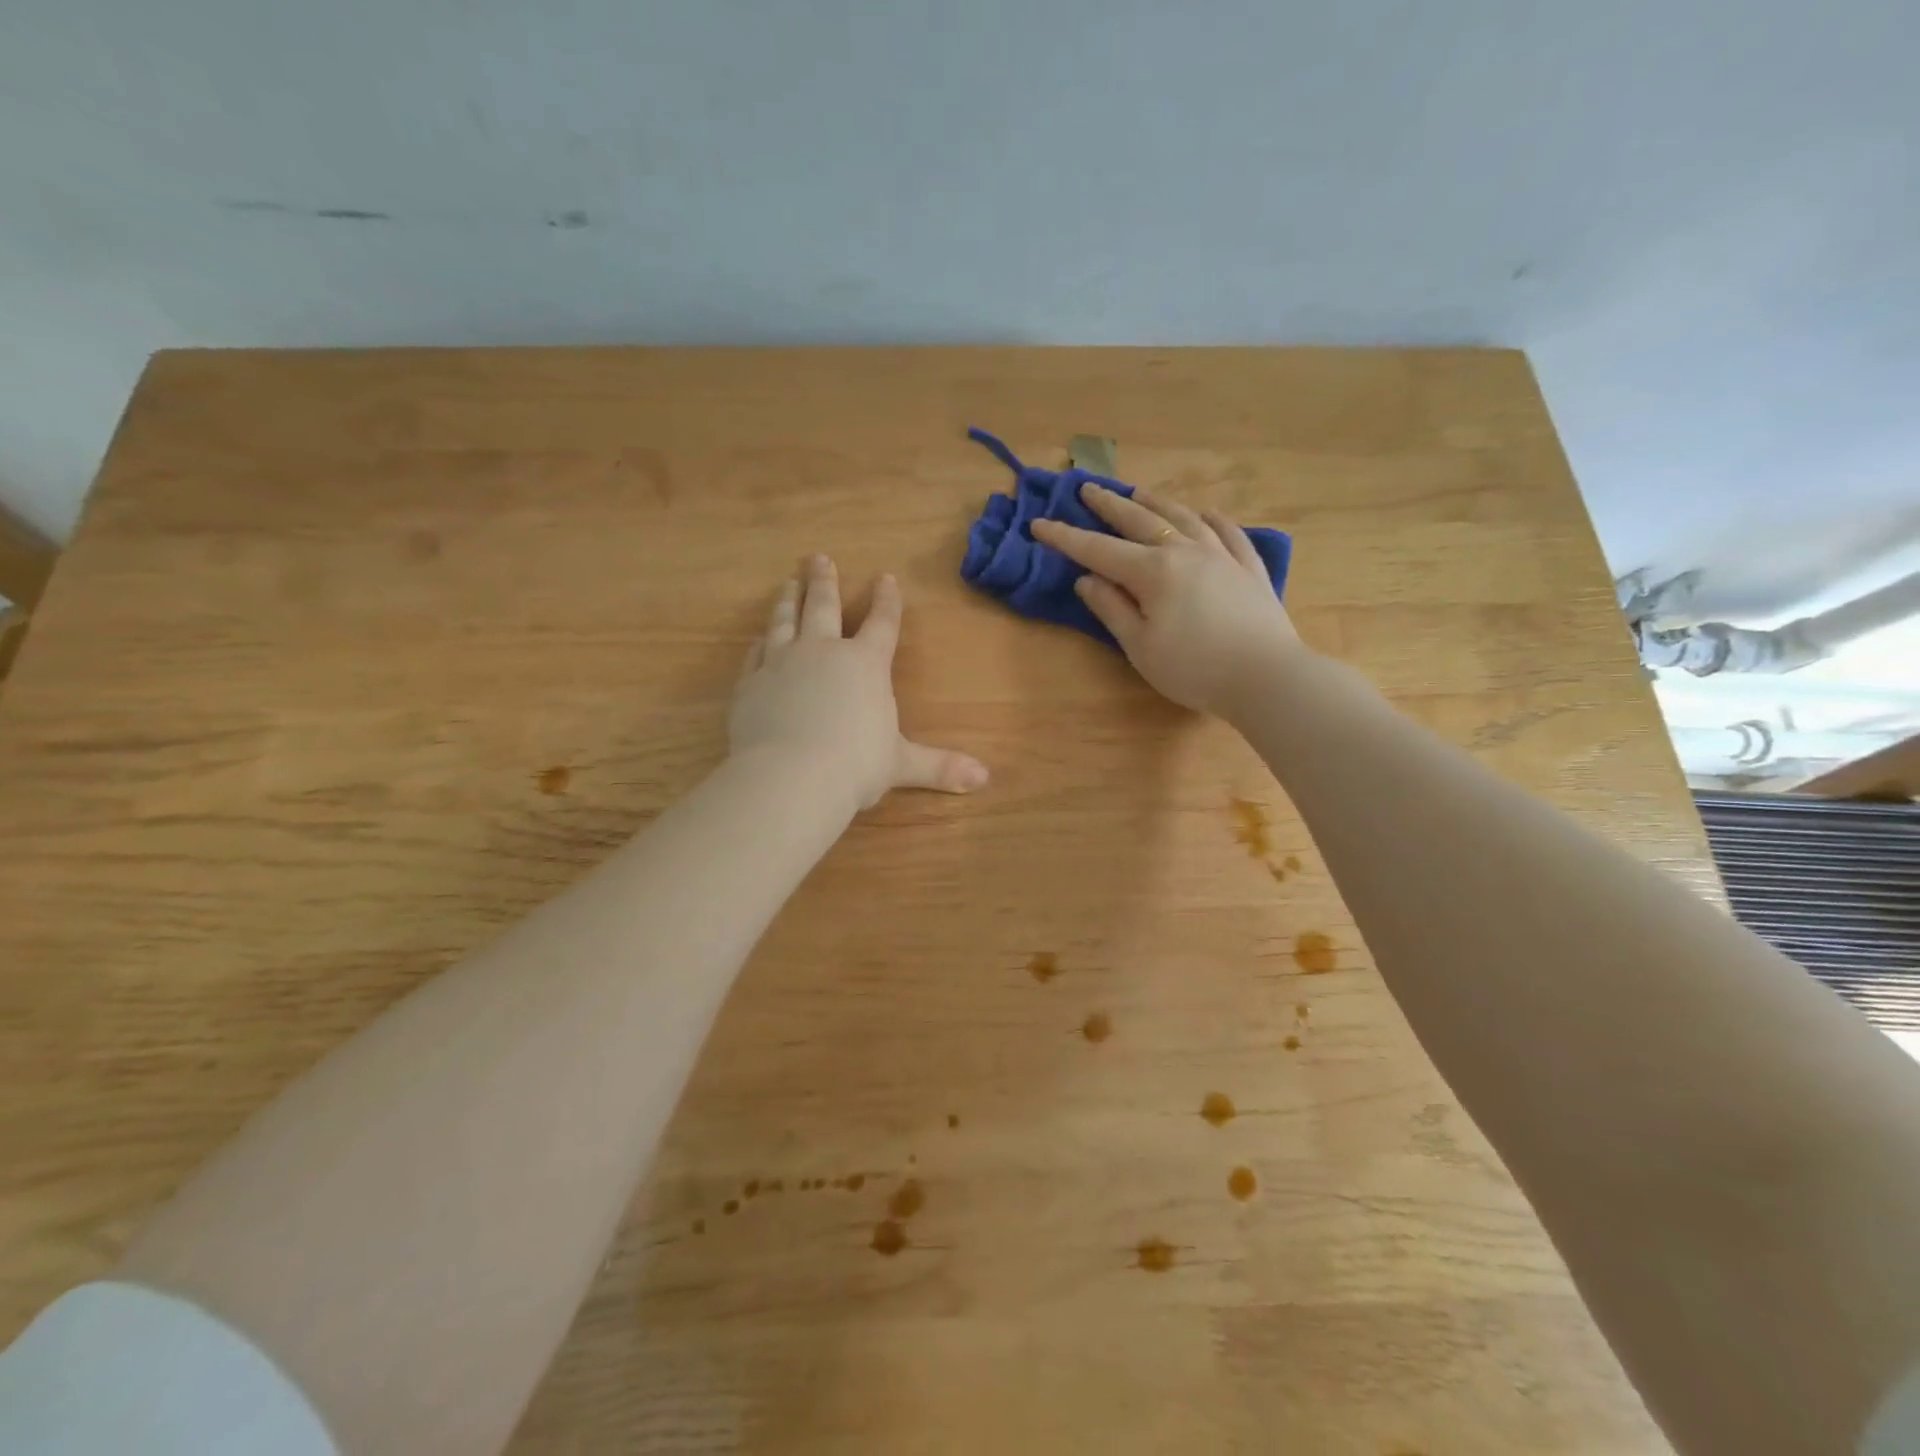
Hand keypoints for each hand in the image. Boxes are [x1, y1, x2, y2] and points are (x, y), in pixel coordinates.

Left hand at [731, 556, 989, 809]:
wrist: (790, 777)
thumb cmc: (855, 766)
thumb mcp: (902, 765)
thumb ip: (940, 766)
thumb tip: (985, 778)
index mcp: (866, 665)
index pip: (882, 623)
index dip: (887, 600)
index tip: (886, 578)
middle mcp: (823, 652)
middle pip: (824, 606)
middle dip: (824, 581)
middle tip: (819, 558)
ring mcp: (781, 663)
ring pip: (785, 621)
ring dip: (788, 600)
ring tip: (788, 582)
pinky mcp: (750, 684)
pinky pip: (755, 654)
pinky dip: (759, 643)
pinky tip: (759, 638)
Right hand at [1031, 486, 1303, 716]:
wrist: (1266, 677)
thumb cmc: (1194, 669)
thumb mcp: (1140, 646)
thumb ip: (1112, 609)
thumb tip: (1087, 579)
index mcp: (1153, 571)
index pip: (1098, 550)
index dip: (1065, 538)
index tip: (1039, 524)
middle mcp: (1186, 551)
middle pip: (1140, 520)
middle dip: (1109, 505)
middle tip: (1087, 488)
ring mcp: (1222, 555)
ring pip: (1184, 517)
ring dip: (1156, 503)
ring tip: (1139, 493)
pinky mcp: (1249, 568)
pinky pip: (1228, 532)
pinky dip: (1211, 519)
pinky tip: (1205, 514)